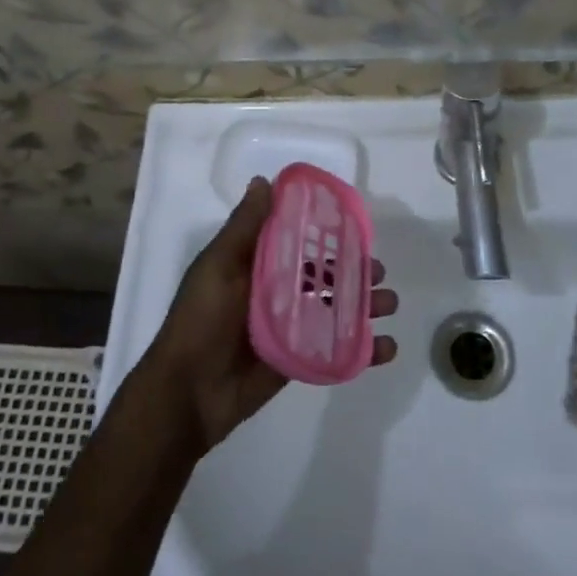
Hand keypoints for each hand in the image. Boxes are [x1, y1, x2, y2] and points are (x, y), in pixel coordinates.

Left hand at [141, 177, 397, 454]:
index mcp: (257, 263)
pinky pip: (336, 349)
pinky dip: (364, 350)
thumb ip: (244, 227)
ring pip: (336, 308)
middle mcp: (276, 290)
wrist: (187, 395)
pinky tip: (387, 347)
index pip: (298, 238)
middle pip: (324, 274)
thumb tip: (264, 180)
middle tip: (380, 270)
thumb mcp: (218, 266)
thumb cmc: (200, 321)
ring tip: (389, 303)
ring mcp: (290, 327)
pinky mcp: (299, 360)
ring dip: (365, 305)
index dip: (326, 230)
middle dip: (355, 270)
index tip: (356, 224)